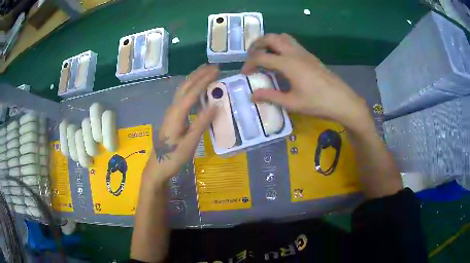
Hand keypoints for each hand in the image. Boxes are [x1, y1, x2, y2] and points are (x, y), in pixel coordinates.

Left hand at [145, 65, 217, 183]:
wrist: (157, 167)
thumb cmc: (173, 157)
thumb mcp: (190, 143)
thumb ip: (202, 123)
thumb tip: (216, 105)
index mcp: (177, 114)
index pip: (192, 92)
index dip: (204, 80)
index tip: (217, 70)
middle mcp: (172, 109)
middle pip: (185, 86)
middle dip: (199, 74)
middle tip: (213, 66)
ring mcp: (171, 112)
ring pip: (182, 90)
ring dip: (194, 79)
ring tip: (206, 71)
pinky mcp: (172, 117)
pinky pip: (182, 97)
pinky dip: (191, 88)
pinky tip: (197, 90)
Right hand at [242, 33, 370, 131]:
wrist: (342, 101)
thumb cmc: (317, 103)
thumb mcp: (292, 103)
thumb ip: (271, 96)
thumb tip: (252, 95)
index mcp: (288, 64)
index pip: (261, 57)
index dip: (249, 64)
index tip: (245, 73)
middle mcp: (294, 53)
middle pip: (271, 38)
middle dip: (257, 44)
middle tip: (251, 56)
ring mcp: (304, 52)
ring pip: (282, 37)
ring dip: (270, 41)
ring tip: (264, 54)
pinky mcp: (310, 56)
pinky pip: (292, 43)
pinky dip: (281, 45)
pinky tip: (281, 59)